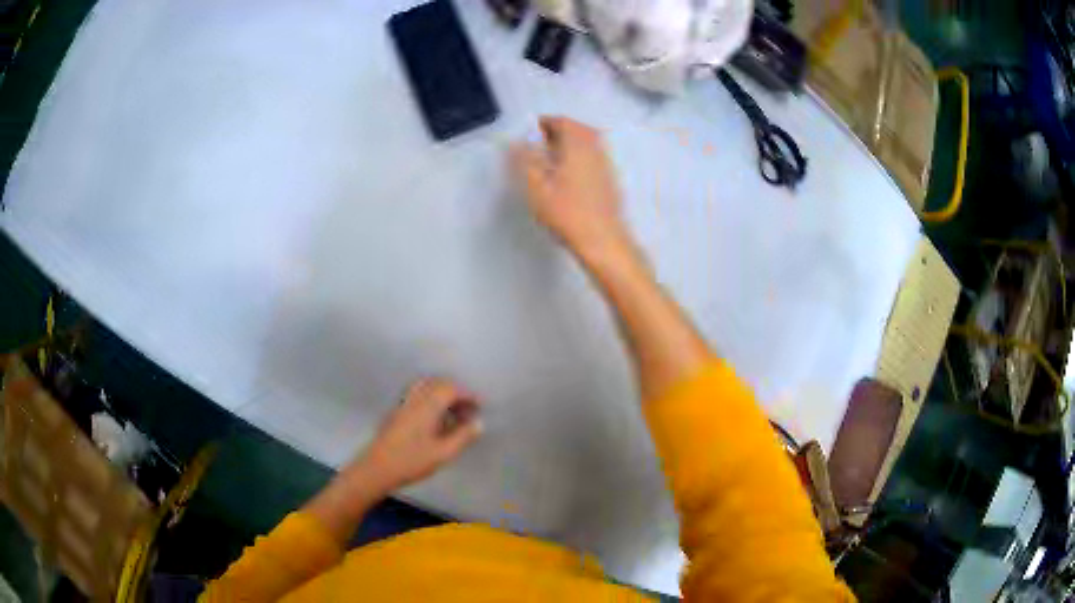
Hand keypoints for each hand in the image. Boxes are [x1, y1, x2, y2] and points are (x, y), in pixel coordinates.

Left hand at [355, 378, 482, 491]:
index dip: (468, 395)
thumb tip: (478, 423)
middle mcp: (415, 398)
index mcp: (428, 406)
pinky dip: (431, 397)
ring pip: (426, 386)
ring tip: (453, 413)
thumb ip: (463, 437)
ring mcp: (403, 403)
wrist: (377, 468)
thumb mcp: (443, 453)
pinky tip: (434, 417)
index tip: (479, 407)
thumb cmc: (411, 461)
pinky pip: (417, 393)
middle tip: (467, 411)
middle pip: (438, 383)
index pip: (451, 389)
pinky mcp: (396, 410)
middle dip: (456, 392)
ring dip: (442, 393)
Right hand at [511, 116, 632, 261]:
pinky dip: (578, 158)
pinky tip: (566, 177)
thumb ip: (524, 160)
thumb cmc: (567, 212)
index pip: (562, 121)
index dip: (544, 123)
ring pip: (587, 144)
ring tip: (549, 161)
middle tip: (539, 144)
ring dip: (569, 145)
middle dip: (558, 132)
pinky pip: (593, 159)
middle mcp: (595, 150)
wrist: (602, 240)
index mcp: (578, 145)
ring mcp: (605, 165)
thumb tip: (515, 142)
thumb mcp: (536, 186)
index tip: (529, 133)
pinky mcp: (609, 181)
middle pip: (578, 130)